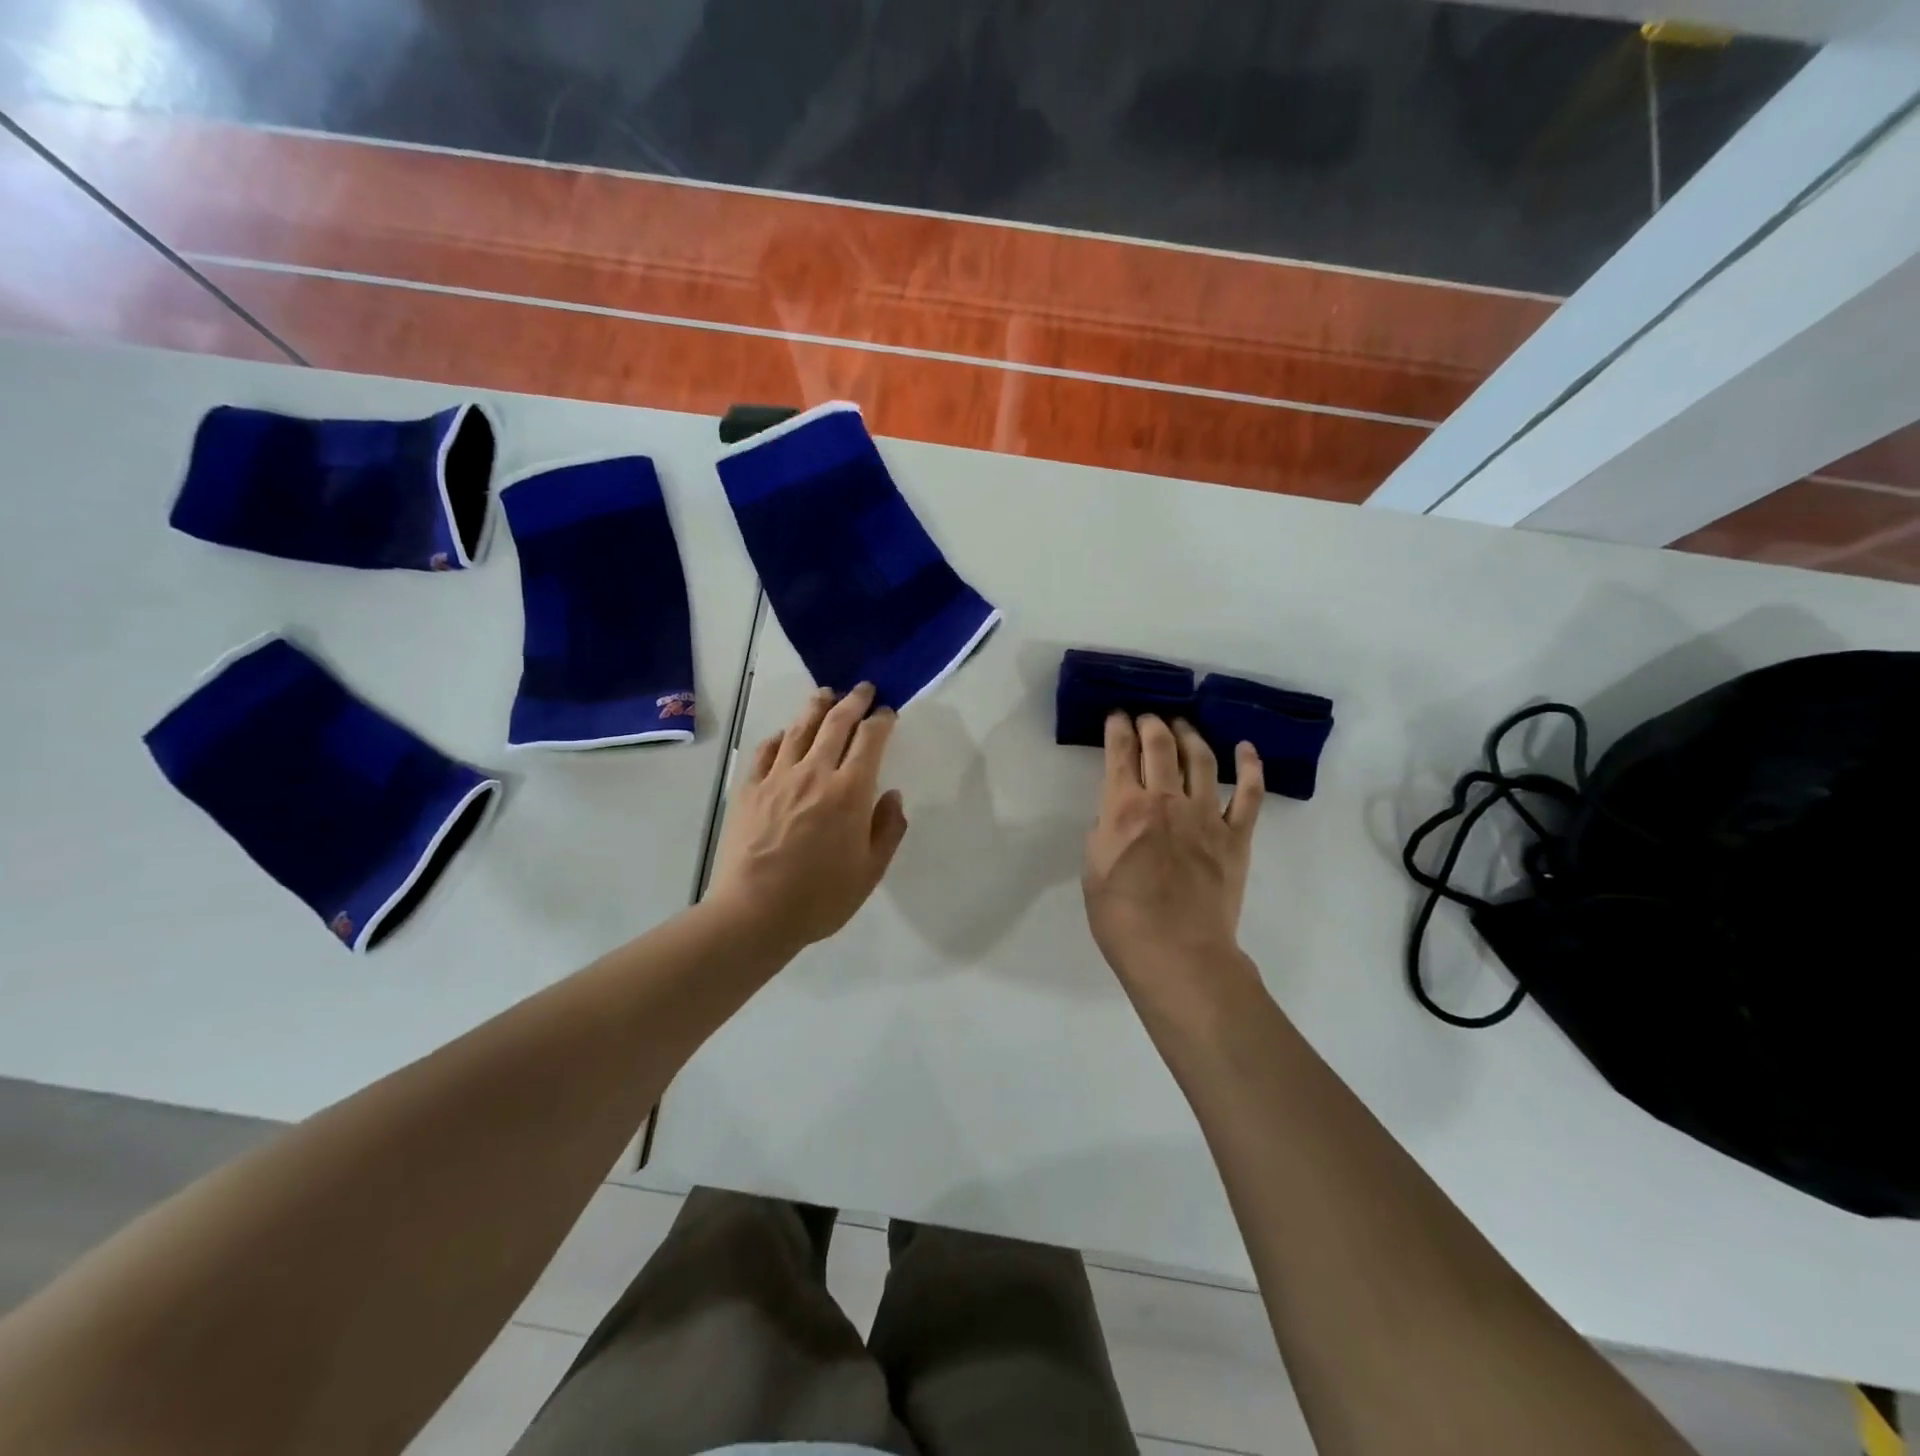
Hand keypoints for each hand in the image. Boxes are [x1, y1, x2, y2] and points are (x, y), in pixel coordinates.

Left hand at [707, 682, 909, 953]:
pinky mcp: (749, 789)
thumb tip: (892, 796)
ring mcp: (777, 778)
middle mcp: (814, 773)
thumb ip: (888, 829)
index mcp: (849, 791)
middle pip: (836, 723)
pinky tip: (783, 735)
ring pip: (799, 728)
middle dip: (853, 701)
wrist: (754, 913)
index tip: (887, 713)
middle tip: (863, 689)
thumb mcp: (870, 872)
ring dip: (816, 707)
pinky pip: (764, 750)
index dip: (881, 721)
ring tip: (825, 694)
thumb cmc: (820, 898)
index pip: (869, 740)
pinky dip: (779, 737)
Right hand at [1083, 713, 1263, 1005]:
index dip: (1117, 727)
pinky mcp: (1237, 836)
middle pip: (1161, 746)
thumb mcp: (1092, 869)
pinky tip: (1245, 748)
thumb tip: (1117, 812)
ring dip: (1191, 735)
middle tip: (1147, 717)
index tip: (1117, 715)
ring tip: (1183, 725)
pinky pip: (1250, 794)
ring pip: (1202, 759)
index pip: (1120, 753)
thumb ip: (1105, 831)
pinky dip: (1251, 767)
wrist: (1177, 954)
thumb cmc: (1122, 917)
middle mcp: (1166, 800)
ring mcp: (1206, 816)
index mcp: (1124, 808)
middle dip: (1152, 723)